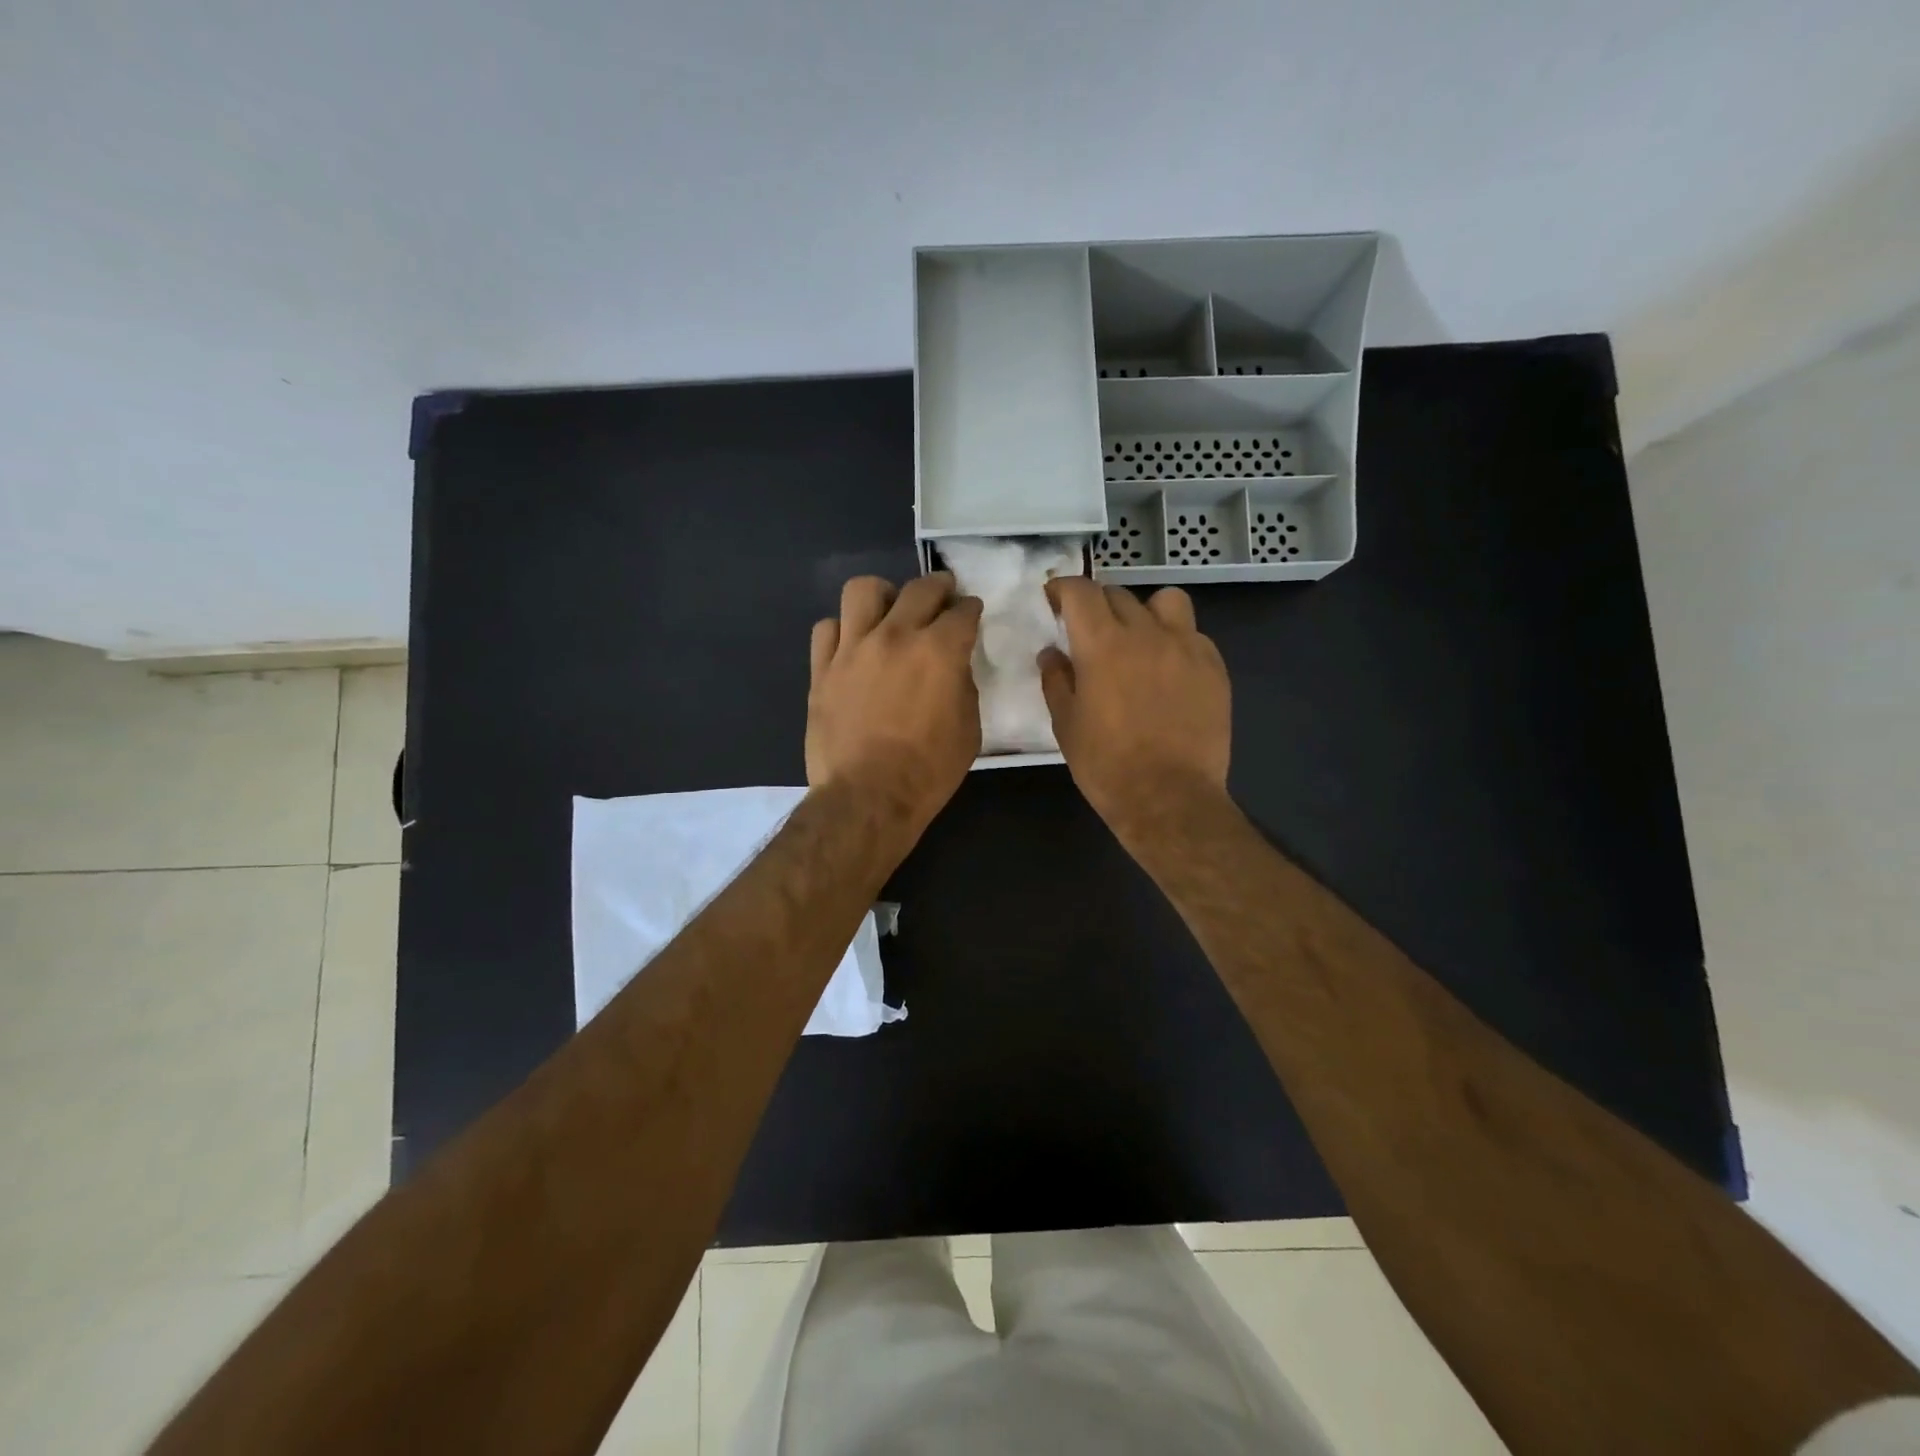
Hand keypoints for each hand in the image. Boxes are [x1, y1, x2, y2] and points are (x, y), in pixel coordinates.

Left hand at [807, 573, 983, 833]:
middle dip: (939, 587)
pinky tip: (853, 645)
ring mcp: (853, 648)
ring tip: (889, 610)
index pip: (962, 611)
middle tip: (943, 596)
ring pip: (864, 590)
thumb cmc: (927, 771)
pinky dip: (844, 629)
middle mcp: (895, 636)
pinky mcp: (822, 668)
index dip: (970, 609)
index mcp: (939, 651)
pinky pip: (827, 628)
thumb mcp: (968, 730)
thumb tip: (953, 667)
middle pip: (919, 588)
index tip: (971, 612)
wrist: (867, 797)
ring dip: (884, 595)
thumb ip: (963, 686)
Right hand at [1038, 579, 1230, 837]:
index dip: (1063, 588)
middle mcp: (1147, 633)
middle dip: (1098, 604)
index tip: (1054, 599)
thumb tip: (1052, 653)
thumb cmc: (1106, 765)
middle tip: (1089, 629)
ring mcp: (1187, 648)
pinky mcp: (1214, 668)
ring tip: (1139, 638)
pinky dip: (1175, 640)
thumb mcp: (1066, 725)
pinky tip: (1168, 670)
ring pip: (1166, 601)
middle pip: (1119, 594)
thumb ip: (1056, 680)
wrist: (1169, 798)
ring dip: (1145, 611)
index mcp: (1103, 645)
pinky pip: (1193, 635)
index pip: (1081, 591)